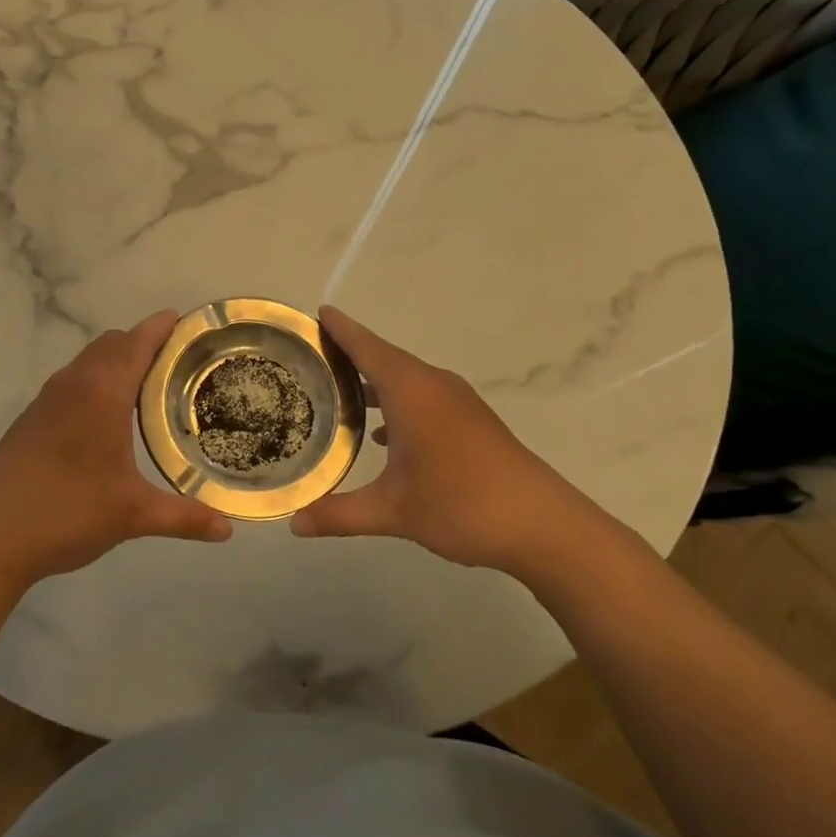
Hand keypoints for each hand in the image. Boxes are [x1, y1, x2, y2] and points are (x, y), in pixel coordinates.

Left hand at [0, 310, 232, 589]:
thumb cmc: (67, 512)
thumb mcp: (133, 515)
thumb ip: (183, 517)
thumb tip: (227, 529)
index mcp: (101, 393)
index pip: (136, 343)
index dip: (160, 327)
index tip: (184, 319)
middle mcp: (72, 384)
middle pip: (111, 344)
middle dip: (142, 343)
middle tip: (176, 361)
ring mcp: (46, 401)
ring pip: (87, 362)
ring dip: (115, 362)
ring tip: (146, 386)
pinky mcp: (30, 420)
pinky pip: (71, 382)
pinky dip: (94, 382)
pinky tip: (105, 419)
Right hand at [291, 305, 605, 576]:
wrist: (542, 524)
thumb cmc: (461, 505)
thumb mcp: (393, 512)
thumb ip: (339, 514)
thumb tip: (292, 523)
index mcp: (411, 390)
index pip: (365, 347)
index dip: (340, 329)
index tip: (315, 312)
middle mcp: (433, 385)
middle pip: (384, 357)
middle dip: (349, 353)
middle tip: (310, 357)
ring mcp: (456, 401)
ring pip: (405, 378)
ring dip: (374, 380)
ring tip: (337, 392)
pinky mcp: (471, 420)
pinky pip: (422, 396)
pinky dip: (397, 402)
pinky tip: (381, 435)